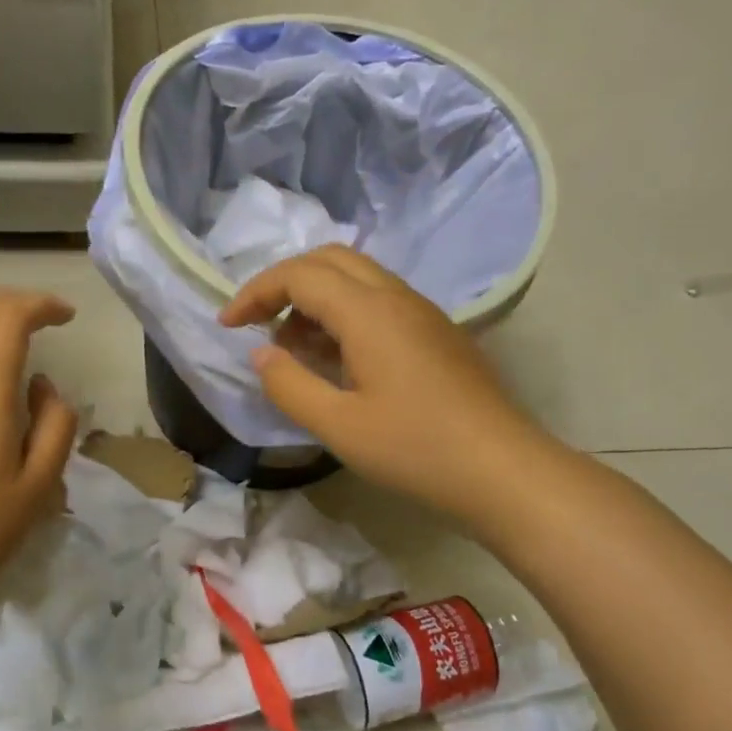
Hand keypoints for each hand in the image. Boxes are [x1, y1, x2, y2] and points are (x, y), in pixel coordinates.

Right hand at [219, 246, 537, 526]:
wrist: (503, 471)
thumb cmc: (416, 449)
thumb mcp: (338, 426)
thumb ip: (288, 385)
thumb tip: (261, 354)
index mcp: (369, 312)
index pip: (299, 275)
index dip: (255, 292)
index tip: (227, 325)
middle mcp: (396, 297)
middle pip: (329, 259)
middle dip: (284, 283)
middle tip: (258, 323)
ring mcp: (422, 312)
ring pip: (357, 278)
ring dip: (315, 298)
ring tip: (293, 348)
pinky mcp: (436, 333)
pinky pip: (379, 301)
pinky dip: (343, 313)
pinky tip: (336, 359)